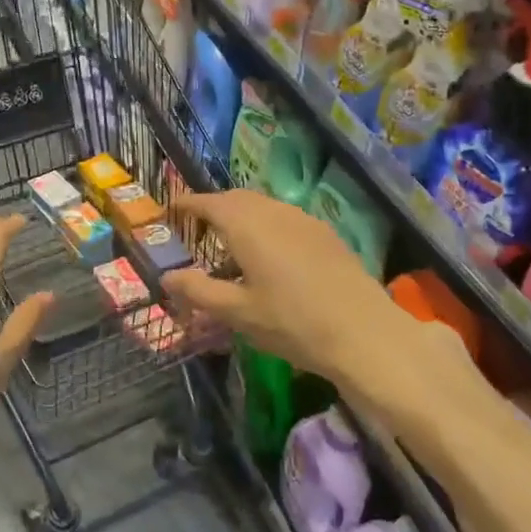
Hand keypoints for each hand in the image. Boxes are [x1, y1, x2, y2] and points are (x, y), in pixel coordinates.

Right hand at [162, 190, 470, 415]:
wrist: (364, 332)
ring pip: (263, 206)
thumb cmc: (292, 322)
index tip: (172, 208)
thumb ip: (199, 291)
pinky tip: (270, 257)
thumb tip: (167, 277)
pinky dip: (266, 226)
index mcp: (247, 225)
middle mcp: (274, 211)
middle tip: (198, 229)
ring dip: (242, 216)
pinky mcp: (325, 233)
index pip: (209, 202)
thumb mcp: (237, 312)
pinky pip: (285, 218)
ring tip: (231, 246)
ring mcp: (304, 219)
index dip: (188, 203)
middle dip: (214, 208)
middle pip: (237, 199)